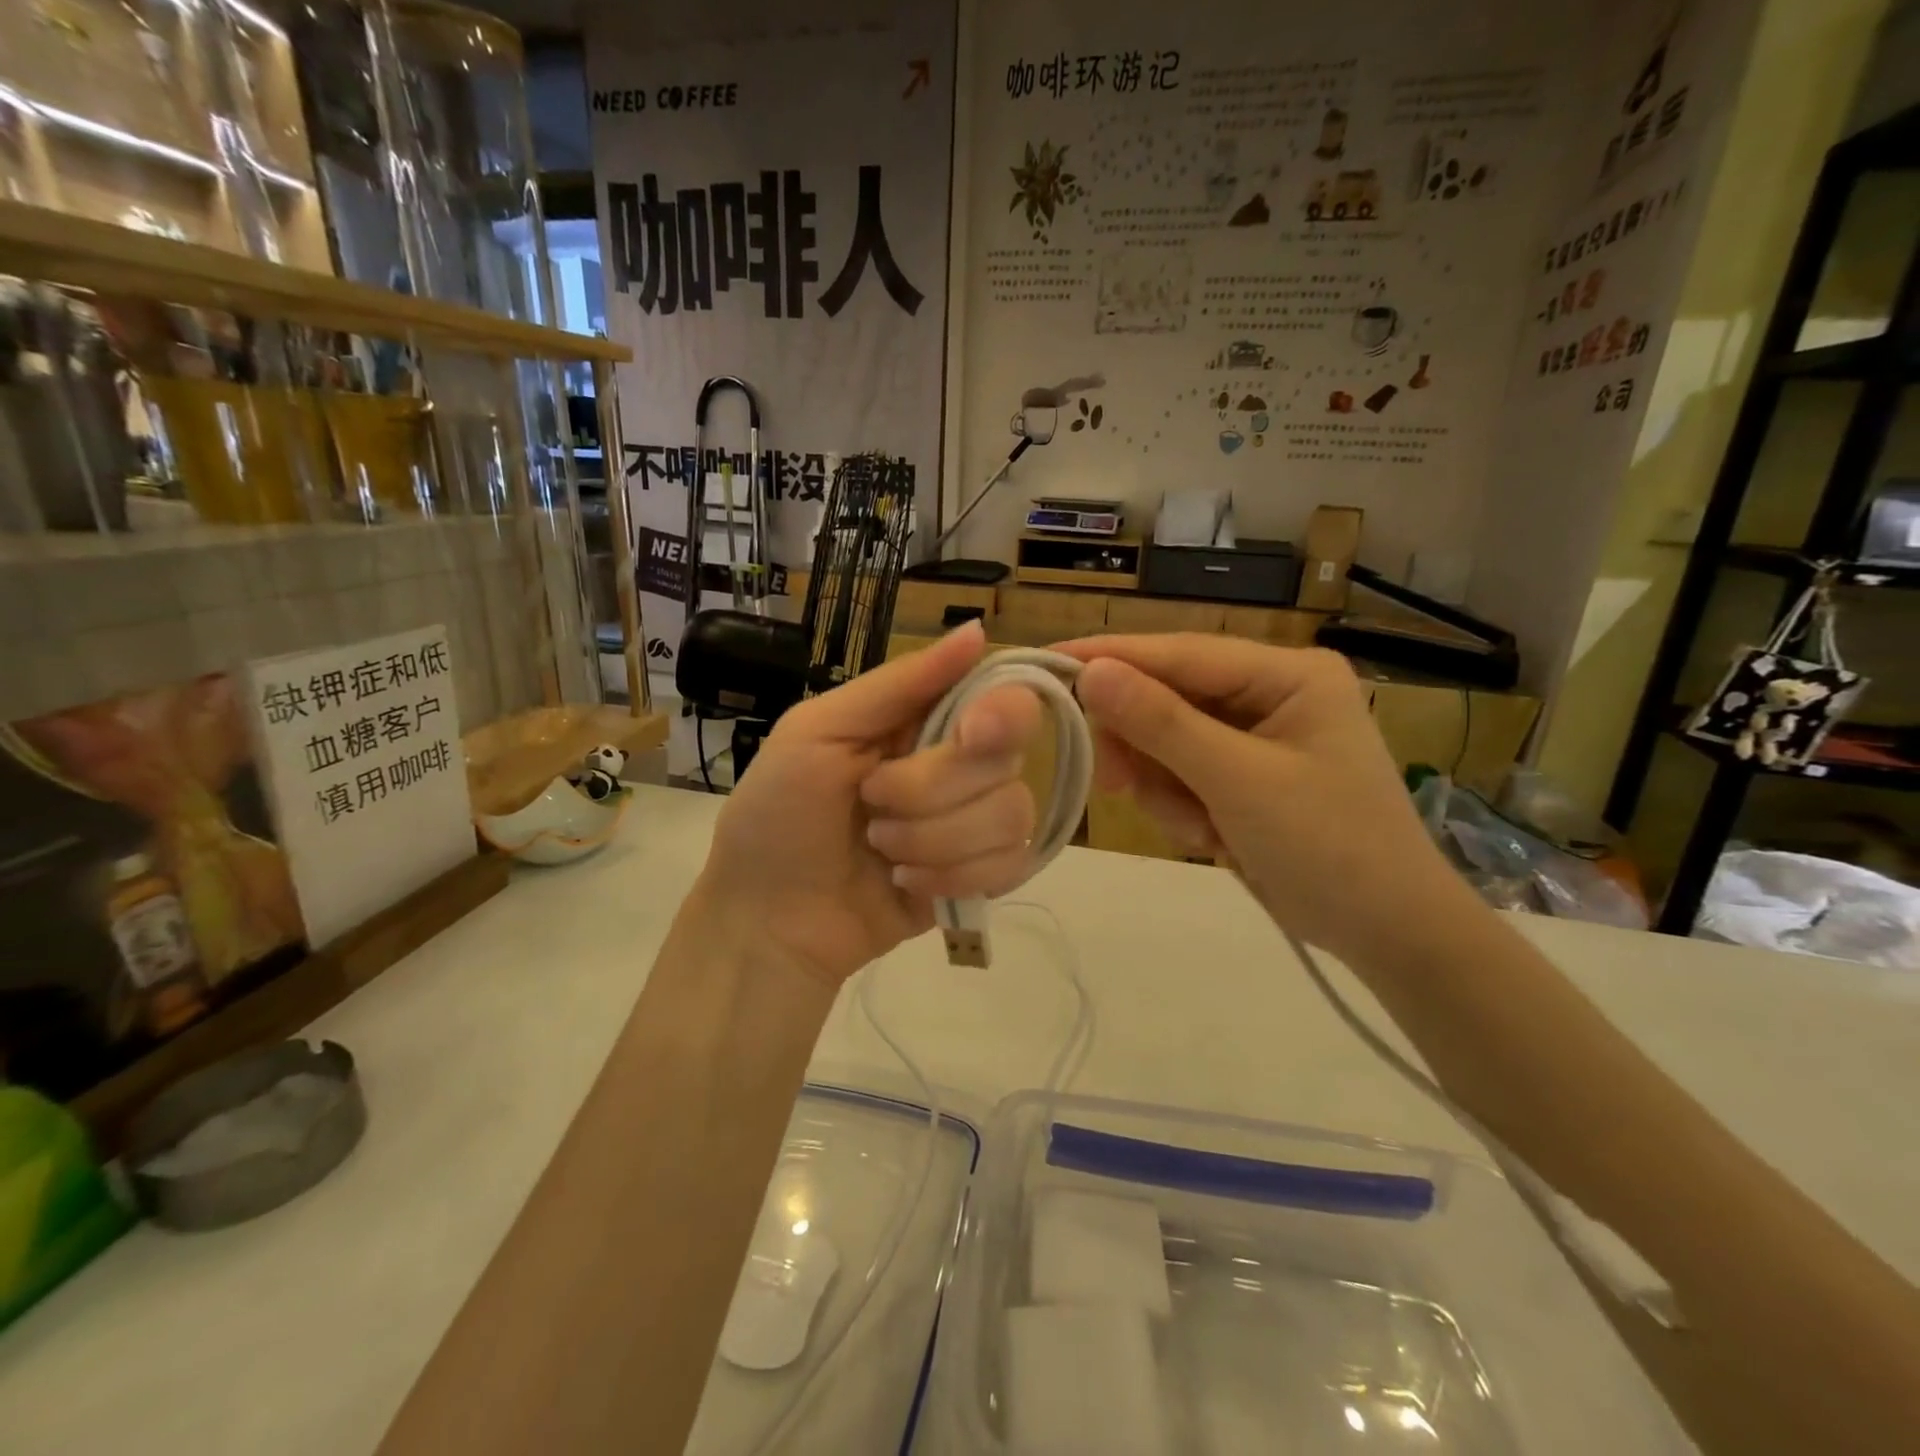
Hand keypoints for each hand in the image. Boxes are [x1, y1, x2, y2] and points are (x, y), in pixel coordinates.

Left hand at [699, 622, 1041, 985]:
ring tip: (881, 851)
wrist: (768, 920)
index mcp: (922, 718)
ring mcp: (973, 822)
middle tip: (871, 803)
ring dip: (935, 839)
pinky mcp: (979, 876)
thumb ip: (899, 683)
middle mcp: (959, 763)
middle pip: (1005, 758)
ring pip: (1011, 814)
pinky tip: (906, 882)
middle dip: (931, 790)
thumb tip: (979, 630)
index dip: (1002, 712)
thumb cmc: (778, 813)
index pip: (1002, 694)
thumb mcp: (818, 731)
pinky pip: (1011, 865)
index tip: (971, 734)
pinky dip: (953, 876)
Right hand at [1059, 635, 1479, 966]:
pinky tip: (1212, 837)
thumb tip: (1091, 673)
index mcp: (1287, 674)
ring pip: (1167, 743)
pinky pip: (1182, 775)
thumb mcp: (1239, 782)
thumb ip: (1161, 725)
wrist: (1389, 935)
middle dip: (1144, 747)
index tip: (1047, 663)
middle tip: (1114, 784)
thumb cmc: (1329, 848)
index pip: (1182, 653)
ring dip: (1165, 787)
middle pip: (1168, 699)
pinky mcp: (1243, 777)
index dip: (1112, 658)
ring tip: (1197, 828)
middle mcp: (1270, 693)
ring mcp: (1255, 737)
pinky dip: (1182, 807)